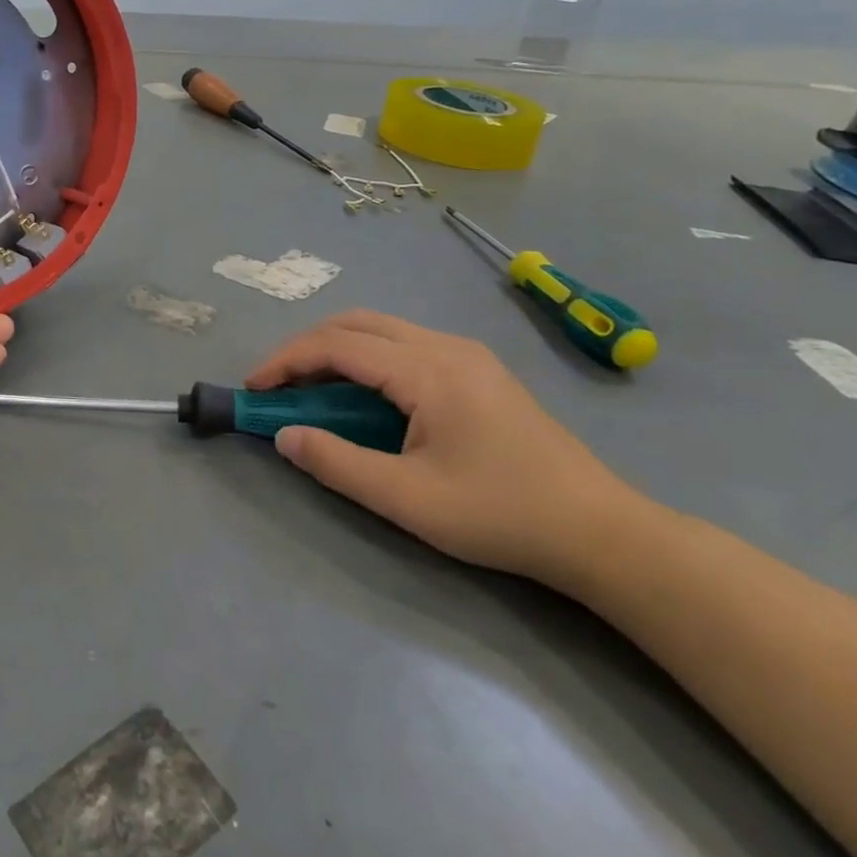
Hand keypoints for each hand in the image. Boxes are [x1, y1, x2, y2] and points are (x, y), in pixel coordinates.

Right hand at [247, 311, 646, 587]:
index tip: (254, 388)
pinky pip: (405, 344)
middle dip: (306, 348)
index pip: (337, 345)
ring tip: (312, 389)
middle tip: (278, 385)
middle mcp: (444, 346)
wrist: (602, 532)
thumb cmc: (501, 515)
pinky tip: (364, 394)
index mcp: (427, 369)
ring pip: (381, 330)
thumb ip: (337, 463)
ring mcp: (466, 354)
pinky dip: (367, 358)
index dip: (286, 361)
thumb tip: (284, 435)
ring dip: (336, 350)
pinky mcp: (478, 369)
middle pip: (356, 323)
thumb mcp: (407, 500)